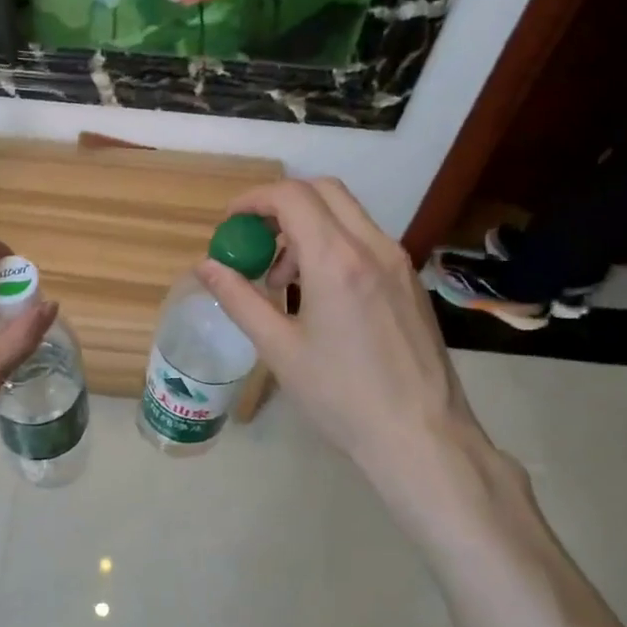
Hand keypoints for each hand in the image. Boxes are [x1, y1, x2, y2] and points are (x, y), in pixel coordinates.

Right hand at [197, 180, 508, 516]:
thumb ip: (240, 300)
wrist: (420, 435)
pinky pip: (366, 241)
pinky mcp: (409, 282)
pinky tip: (318, 295)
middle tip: (255, 241)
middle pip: (324, 191)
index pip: (292, 196)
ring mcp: (398, 263)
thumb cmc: (340, 396)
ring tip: (282, 281)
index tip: (230, 223)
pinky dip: (333, 246)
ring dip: (307, 228)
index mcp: (337, 260)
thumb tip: (206, 266)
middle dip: (281, 205)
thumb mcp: (279, 349)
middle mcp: (373, 247)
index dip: (254, 200)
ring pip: (348, 214)